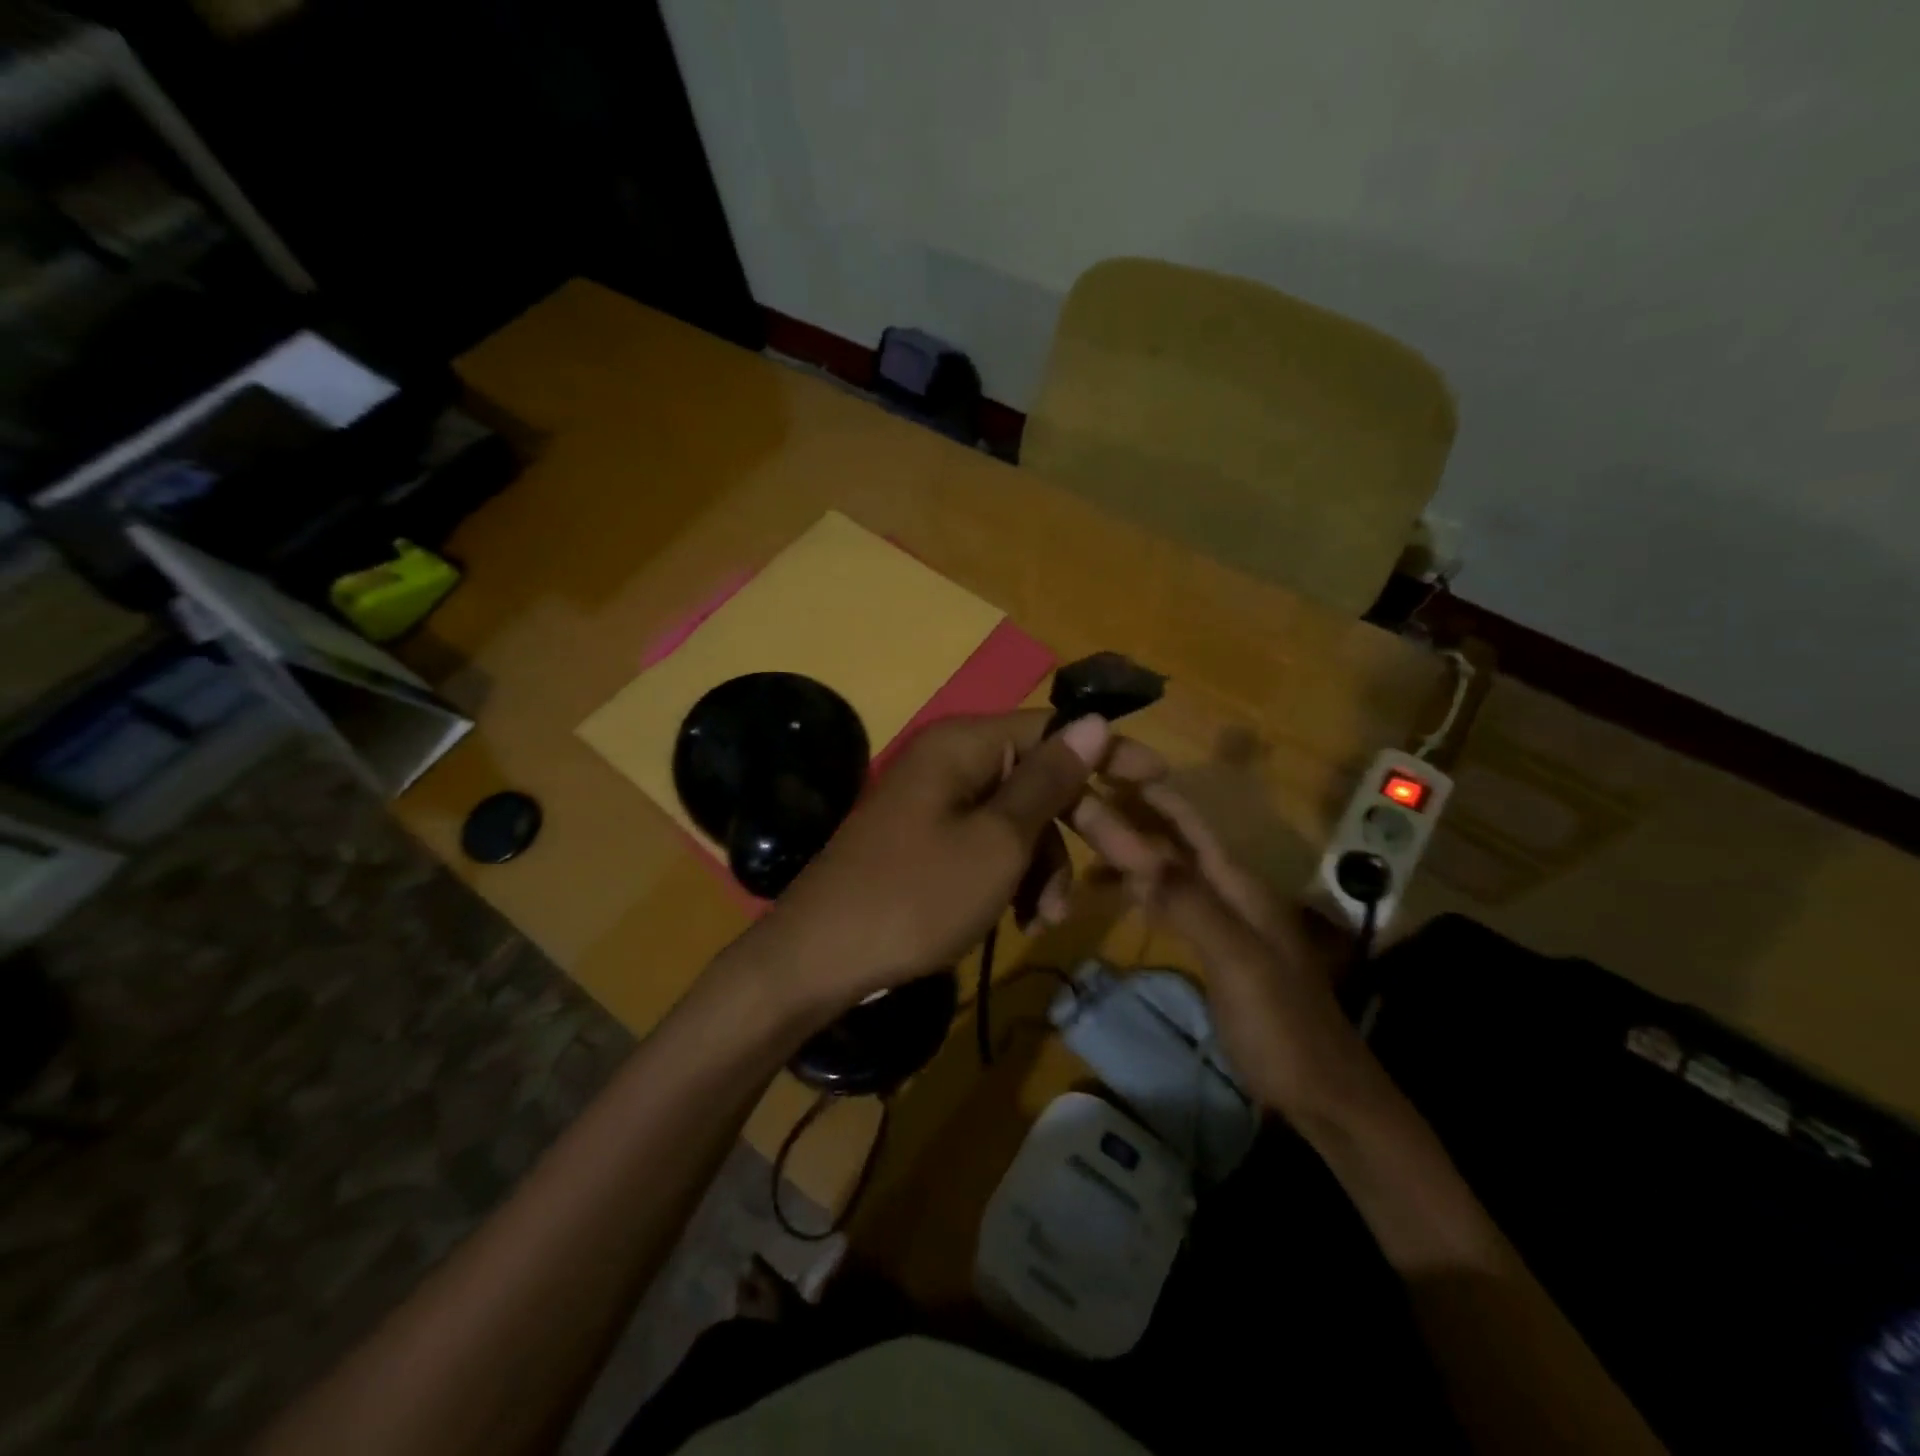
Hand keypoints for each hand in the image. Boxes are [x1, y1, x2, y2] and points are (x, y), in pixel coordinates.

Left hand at [736, 710, 1164, 1026]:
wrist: (820, 959)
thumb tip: (1093, 719)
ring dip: (1046, 866)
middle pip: (1039, 780)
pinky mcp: (929, 844)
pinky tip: (1023, 922)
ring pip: (1018, 822)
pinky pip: (988, 847)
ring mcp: (937, 805)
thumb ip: (1048, 781)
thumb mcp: (997, 842)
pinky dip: (1013, 879)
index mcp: (965, 745)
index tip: (1159, 779)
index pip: (1053, 730)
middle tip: (1136, 867)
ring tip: (1049, 918)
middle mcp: (951, 763)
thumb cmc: (917, 896)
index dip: (1108, 753)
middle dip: (1086, 827)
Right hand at [1068, 781, 1375, 1119]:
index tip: (1100, 771)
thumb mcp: (1234, 959)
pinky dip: (1141, 894)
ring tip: (1081, 851)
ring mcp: (1225, 923)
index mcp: (1240, 884)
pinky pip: (1171, 907)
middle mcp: (1232, 892)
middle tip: (1074, 808)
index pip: (1188, 823)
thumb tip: (1130, 843)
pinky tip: (1117, 896)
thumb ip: (1185, 900)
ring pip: (1169, 874)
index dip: (1149, 794)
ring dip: (1129, 858)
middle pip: (1174, 844)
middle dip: (1130, 821)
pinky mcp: (1216, 952)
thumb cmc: (1282, 1026)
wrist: (1325, 1100)